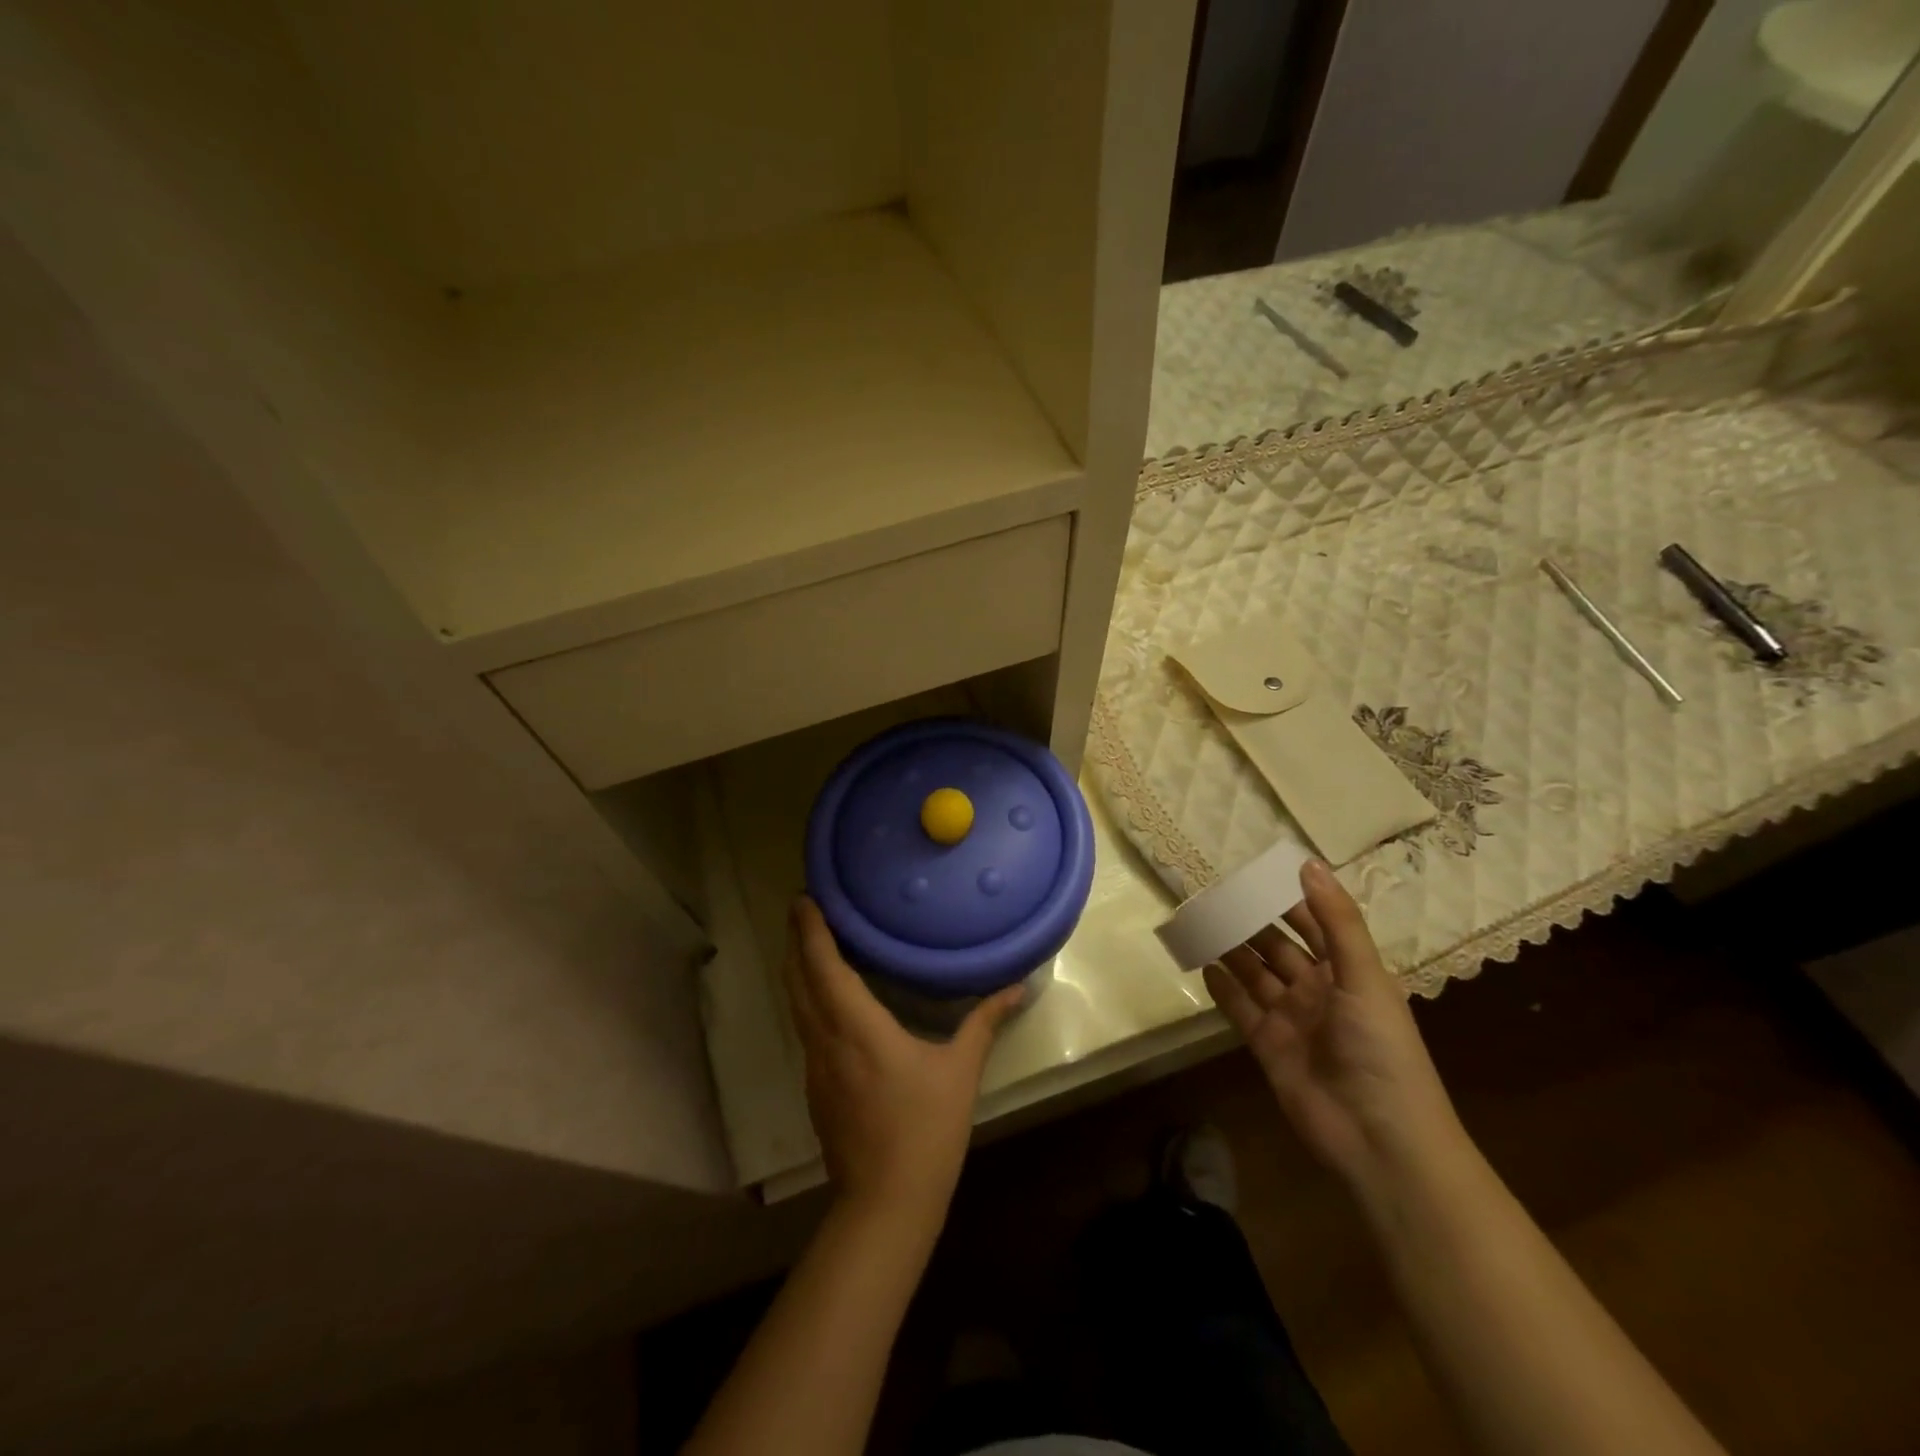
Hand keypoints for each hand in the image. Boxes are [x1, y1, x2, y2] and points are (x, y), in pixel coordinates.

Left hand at [782, 897, 1022, 1223]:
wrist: (885, 1203)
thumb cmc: (926, 1130)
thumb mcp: (960, 1071)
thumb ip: (984, 1023)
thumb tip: (1017, 987)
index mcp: (857, 1028)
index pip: (824, 967)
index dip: (811, 931)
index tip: (804, 899)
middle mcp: (826, 1040)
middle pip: (798, 980)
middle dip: (796, 941)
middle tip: (803, 909)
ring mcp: (815, 1066)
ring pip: (797, 1006)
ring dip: (797, 970)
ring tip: (808, 942)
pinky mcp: (815, 1087)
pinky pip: (805, 1028)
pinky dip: (807, 999)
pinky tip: (825, 999)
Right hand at [1203, 860, 1461, 1190]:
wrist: (1381, 1141)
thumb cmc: (1382, 1051)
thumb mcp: (1365, 978)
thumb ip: (1337, 922)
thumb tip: (1308, 863)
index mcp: (1348, 972)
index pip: (1312, 924)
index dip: (1286, 899)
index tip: (1252, 873)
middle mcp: (1317, 990)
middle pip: (1276, 946)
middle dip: (1249, 922)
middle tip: (1212, 895)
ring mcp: (1291, 1020)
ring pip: (1254, 974)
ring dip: (1230, 950)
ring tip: (1199, 922)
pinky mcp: (1268, 1047)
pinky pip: (1240, 1009)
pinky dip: (1223, 989)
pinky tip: (1203, 966)